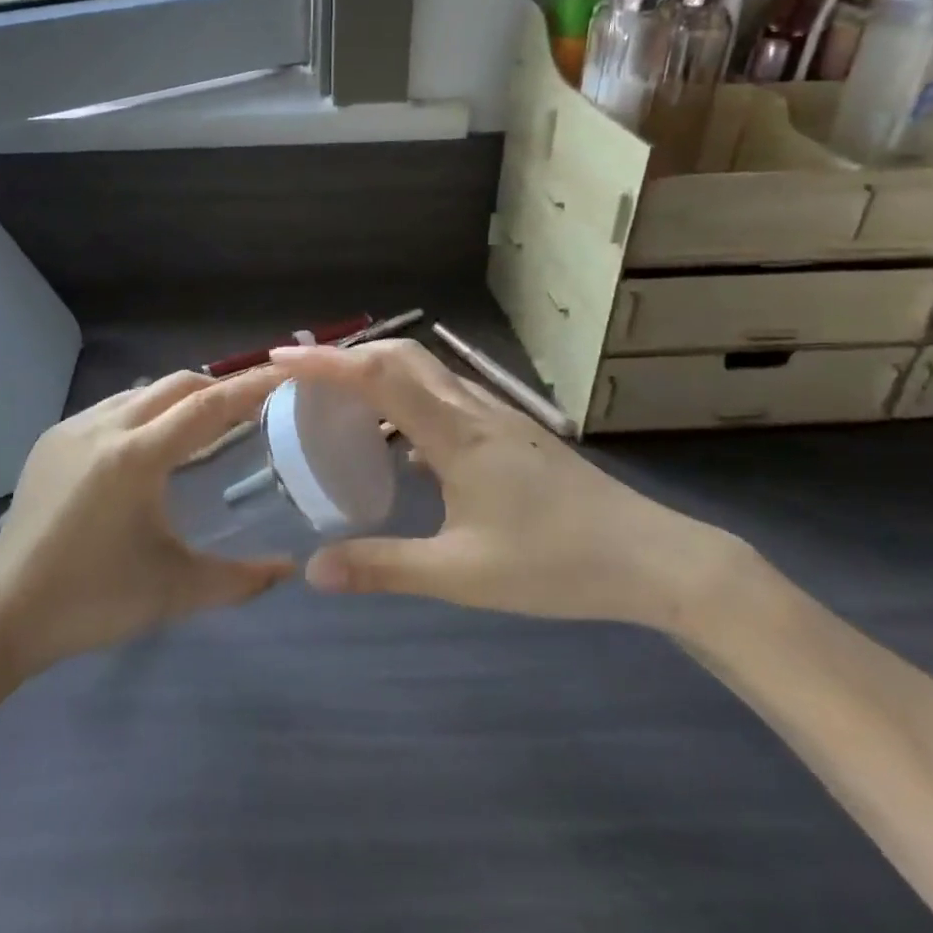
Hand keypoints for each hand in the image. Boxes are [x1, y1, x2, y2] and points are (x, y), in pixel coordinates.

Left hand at [0, 369, 294, 674]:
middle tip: (249, 408)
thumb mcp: (175, 591)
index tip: (282, 374)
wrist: (2, 614)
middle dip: (216, 388)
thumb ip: (240, 579)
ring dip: (177, 399)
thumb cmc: (94, 600)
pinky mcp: (51, 440)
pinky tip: (148, 447)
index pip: (206, 407)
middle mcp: (104, 427)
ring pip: (140, 392)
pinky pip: (110, 408)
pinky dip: (143, 413)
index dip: (249, 387)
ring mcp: (72, 429)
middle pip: (175, 385)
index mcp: (136, 457)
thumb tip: (289, 570)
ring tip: (202, 428)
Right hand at [270, 341, 739, 629]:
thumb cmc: (555, 563)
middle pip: (403, 357)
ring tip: (343, 405)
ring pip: (428, 374)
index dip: (326, 362)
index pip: (379, 376)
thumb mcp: (461, 574)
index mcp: (456, 434)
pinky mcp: (512, 434)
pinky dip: (409, 400)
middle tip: (306, 381)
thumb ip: (384, 568)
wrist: (651, 558)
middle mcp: (474, 411)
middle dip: (349, 357)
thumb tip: (314, 570)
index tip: (281, 358)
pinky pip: (447, 398)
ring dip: (380, 375)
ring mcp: (498, 418)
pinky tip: (402, 444)